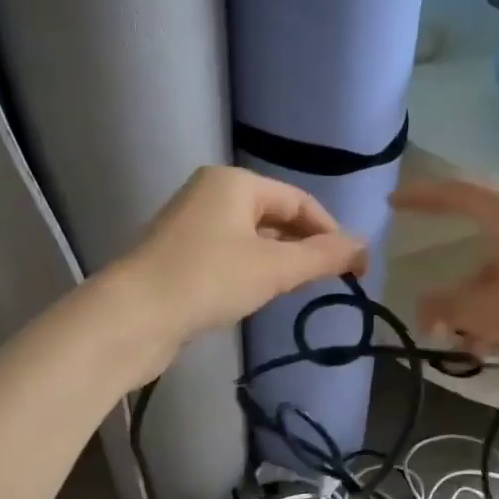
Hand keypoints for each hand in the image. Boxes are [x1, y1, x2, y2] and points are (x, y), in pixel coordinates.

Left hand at [108, 166, 366, 374]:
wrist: (133, 316)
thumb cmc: (208, 280)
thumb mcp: (274, 268)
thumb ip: (323, 256)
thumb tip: (365, 246)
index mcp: (235, 182)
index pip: (299, 201)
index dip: (331, 232)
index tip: (356, 267)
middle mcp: (211, 192)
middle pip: (274, 215)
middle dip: (304, 246)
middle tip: (329, 280)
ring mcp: (190, 222)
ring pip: (251, 236)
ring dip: (279, 260)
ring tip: (298, 289)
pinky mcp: (178, 253)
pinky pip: (229, 253)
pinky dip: (251, 269)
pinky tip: (257, 293)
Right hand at [390, 176, 498, 379]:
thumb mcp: (491, 312)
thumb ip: (446, 308)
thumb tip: (424, 310)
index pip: (457, 191)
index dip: (421, 195)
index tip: (393, 201)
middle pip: (480, 238)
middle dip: (456, 284)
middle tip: (438, 314)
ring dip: (480, 303)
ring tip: (472, 347)